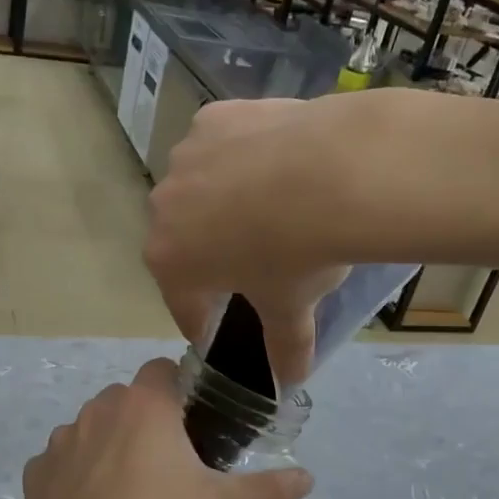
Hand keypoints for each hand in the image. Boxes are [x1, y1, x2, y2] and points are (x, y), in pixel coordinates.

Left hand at [8, 359, 312, 498]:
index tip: (192, 426)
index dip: (179, 391)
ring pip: (92, 427)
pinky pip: (62, 461)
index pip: (162, 370)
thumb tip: (308, 478)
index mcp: (144, 406)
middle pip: (127, 399)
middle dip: (145, 420)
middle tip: (166, 466)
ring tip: (127, 493)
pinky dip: (76, 475)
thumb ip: (268, 489)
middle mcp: (98, 409)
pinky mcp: (36, 472)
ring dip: (109, 445)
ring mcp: (61, 439)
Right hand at [144, 95, 375, 384]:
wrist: (335, 172)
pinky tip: (274, 162)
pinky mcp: (213, 118)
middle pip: (184, 240)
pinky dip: (239, 156)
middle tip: (249, 262)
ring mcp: (185, 156)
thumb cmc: (300, 253)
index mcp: (169, 260)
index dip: (201, 319)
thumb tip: (291, 381)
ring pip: (199, 188)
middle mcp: (163, 208)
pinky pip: (219, 145)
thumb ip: (285, 347)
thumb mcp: (292, 307)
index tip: (215, 328)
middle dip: (209, 255)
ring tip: (267, 205)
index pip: (181, 302)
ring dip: (222, 201)